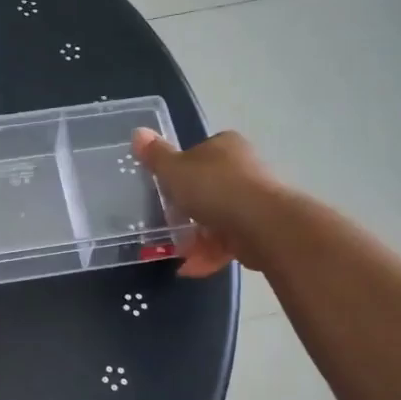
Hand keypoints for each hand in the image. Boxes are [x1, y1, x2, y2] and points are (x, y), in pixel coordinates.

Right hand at [132, 128, 278, 276]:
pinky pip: (228, 240)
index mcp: (224, 146)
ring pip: (218, 217)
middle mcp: (243, 167)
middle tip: (168, 225)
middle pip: (208, 188)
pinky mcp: (260, 229)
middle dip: (187, 211)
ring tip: (178, 253)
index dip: (180, 172)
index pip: (198, 153)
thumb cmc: (214, 189)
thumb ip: (155, 156)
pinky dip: (209, 253)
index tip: (166, 191)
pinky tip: (191, 268)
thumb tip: (137, 132)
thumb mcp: (174, 170)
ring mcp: (254, 199)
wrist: (263, 225)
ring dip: (196, 237)